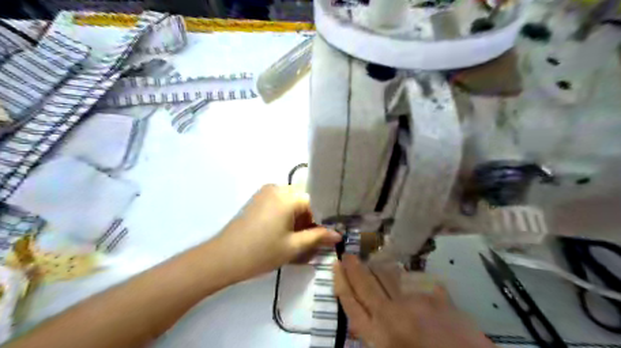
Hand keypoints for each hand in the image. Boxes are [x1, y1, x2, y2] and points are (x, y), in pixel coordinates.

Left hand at [217, 185, 341, 280]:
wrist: (223, 258)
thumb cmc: (261, 253)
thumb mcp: (293, 247)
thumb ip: (318, 237)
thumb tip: (338, 234)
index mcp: (288, 196)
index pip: (316, 201)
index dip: (323, 218)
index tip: (327, 234)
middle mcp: (278, 188)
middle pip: (304, 200)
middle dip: (311, 218)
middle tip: (312, 239)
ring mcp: (266, 192)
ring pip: (293, 201)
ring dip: (299, 217)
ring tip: (298, 238)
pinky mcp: (258, 199)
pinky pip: (281, 202)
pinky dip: (287, 215)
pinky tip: (284, 232)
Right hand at [332, 254, 497, 347]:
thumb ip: (376, 333)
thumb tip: (365, 311)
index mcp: (379, 335)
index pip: (351, 302)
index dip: (341, 281)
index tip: (335, 265)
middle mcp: (392, 314)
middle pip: (366, 284)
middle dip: (354, 267)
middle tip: (348, 254)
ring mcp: (415, 301)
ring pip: (387, 276)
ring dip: (376, 267)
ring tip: (371, 262)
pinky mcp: (435, 295)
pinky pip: (413, 279)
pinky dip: (403, 276)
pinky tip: (401, 274)